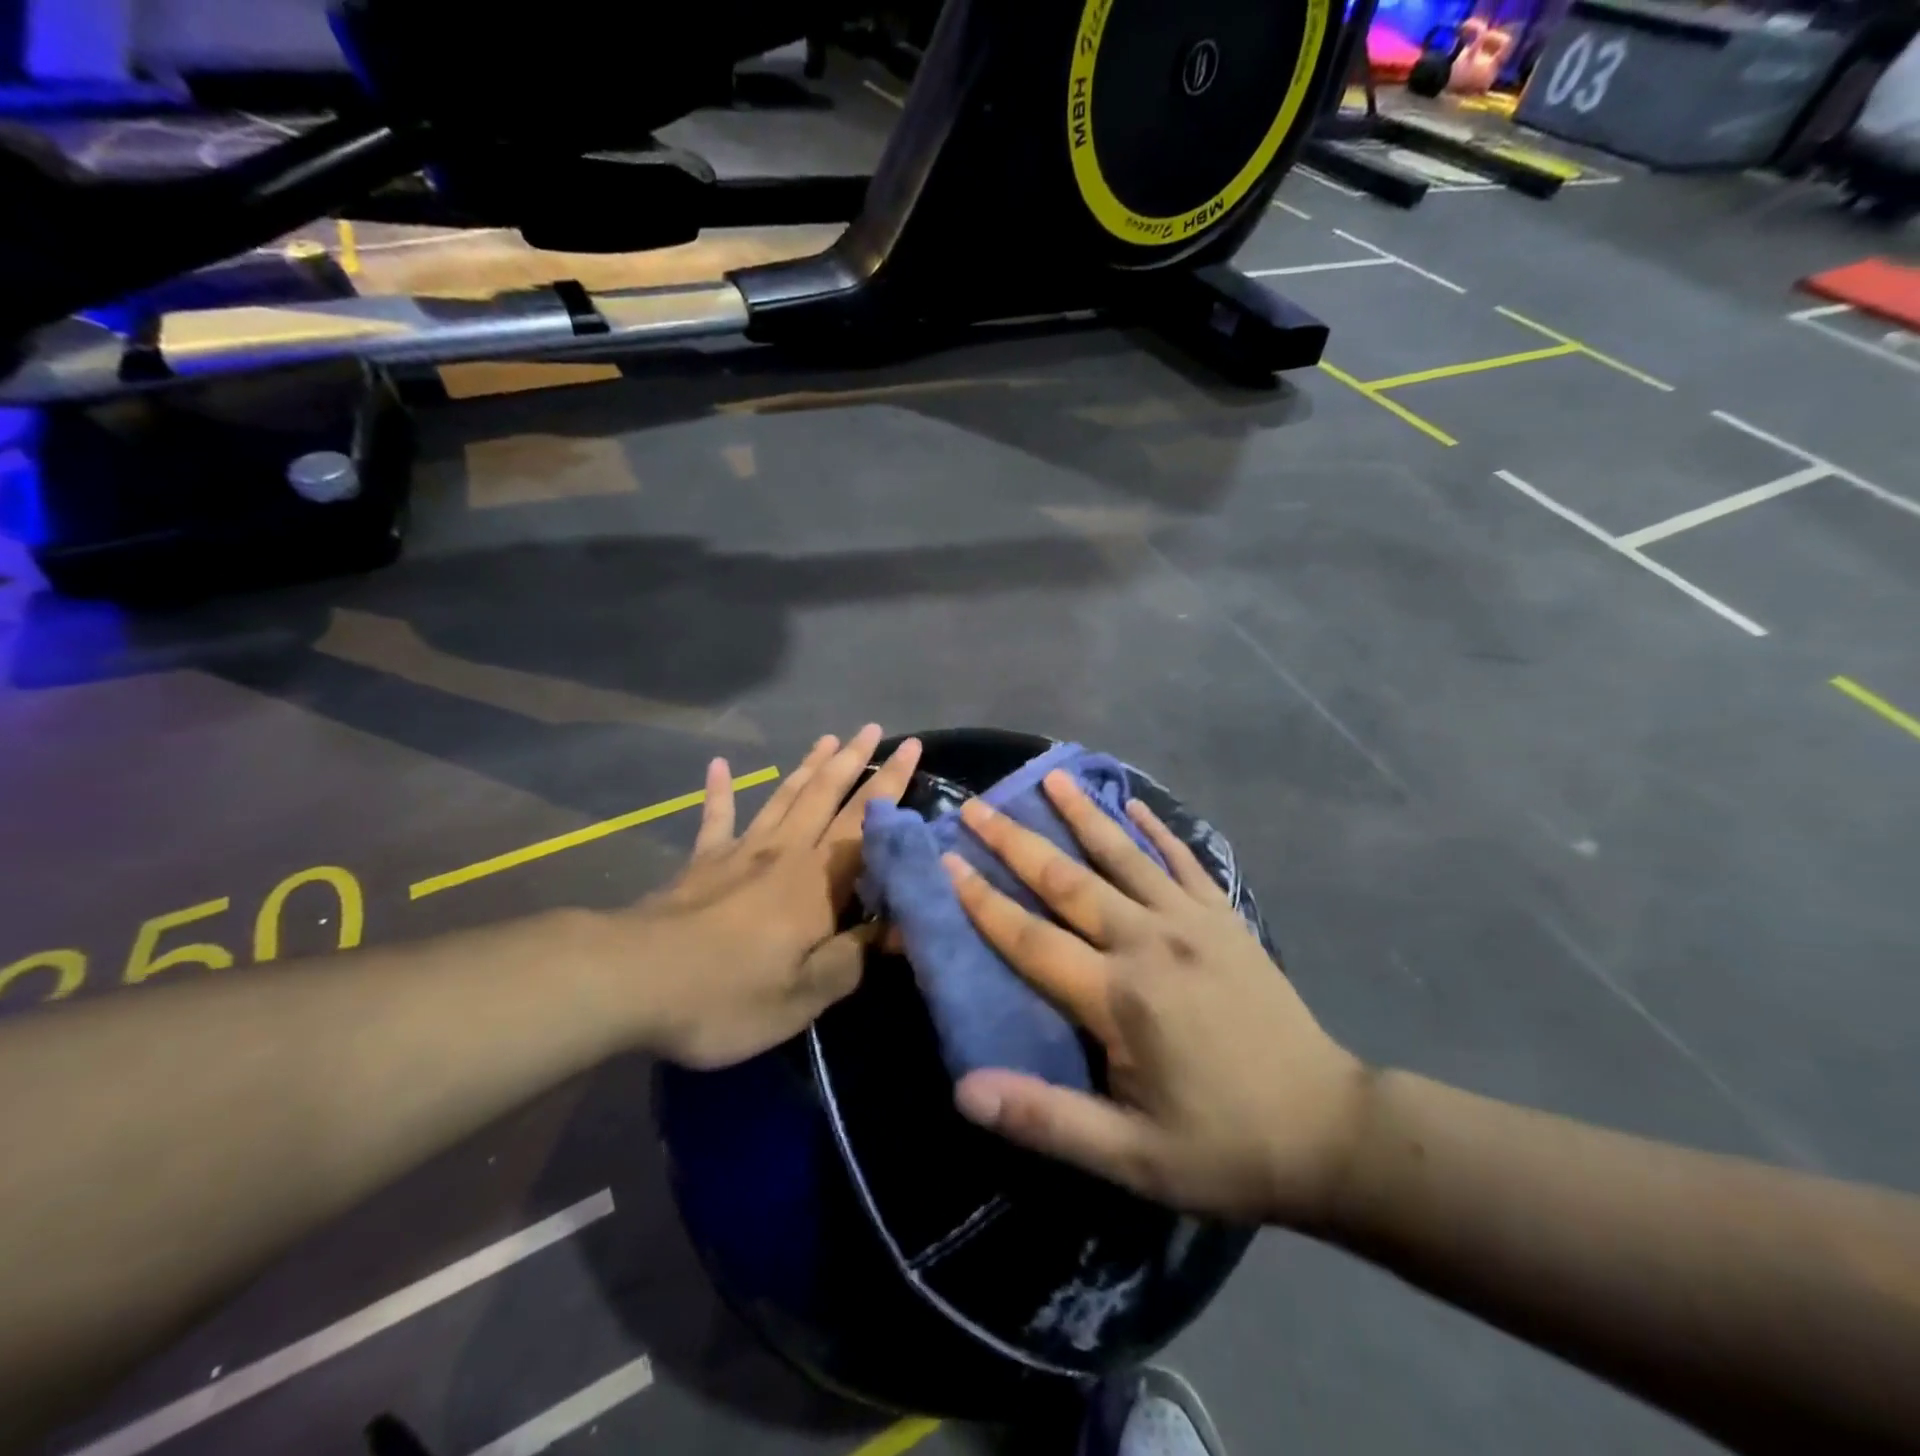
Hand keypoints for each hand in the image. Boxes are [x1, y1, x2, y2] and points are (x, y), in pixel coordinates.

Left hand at [622, 725, 921, 1068]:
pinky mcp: (702, 863)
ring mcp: (740, 852)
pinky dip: (719, 791)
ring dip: (808, 767)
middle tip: (873, 728)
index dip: (891, 784)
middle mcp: (785, 853)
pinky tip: (718, 766)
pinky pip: (716, 818)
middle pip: (826, 796)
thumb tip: (898, 929)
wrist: (634, 981)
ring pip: (783, 798)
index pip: (866, 824)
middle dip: (854, 761)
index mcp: (818, 883)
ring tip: (828, 739)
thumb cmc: (729, 994)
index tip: (911, 747)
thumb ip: (853, 958)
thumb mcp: (805, 995)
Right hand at [944, 772, 1370, 1226]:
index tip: (945, 858)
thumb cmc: (1225, 1148)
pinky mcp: (1225, 919)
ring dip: (1083, 813)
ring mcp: (1192, 922)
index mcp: (1119, 996)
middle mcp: (1149, 941)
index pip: (1031, 937)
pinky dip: (1155, 831)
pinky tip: (1134, 806)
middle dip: (1015, 841)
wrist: (1333, 1131)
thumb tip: (964, 1091)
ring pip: (1124, 855)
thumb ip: (1046, 1119)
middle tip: (976, 806)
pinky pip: (1182, 861)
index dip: (982, 900)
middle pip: (1068, 880)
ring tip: (1050, 775)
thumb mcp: (1132, 1158)